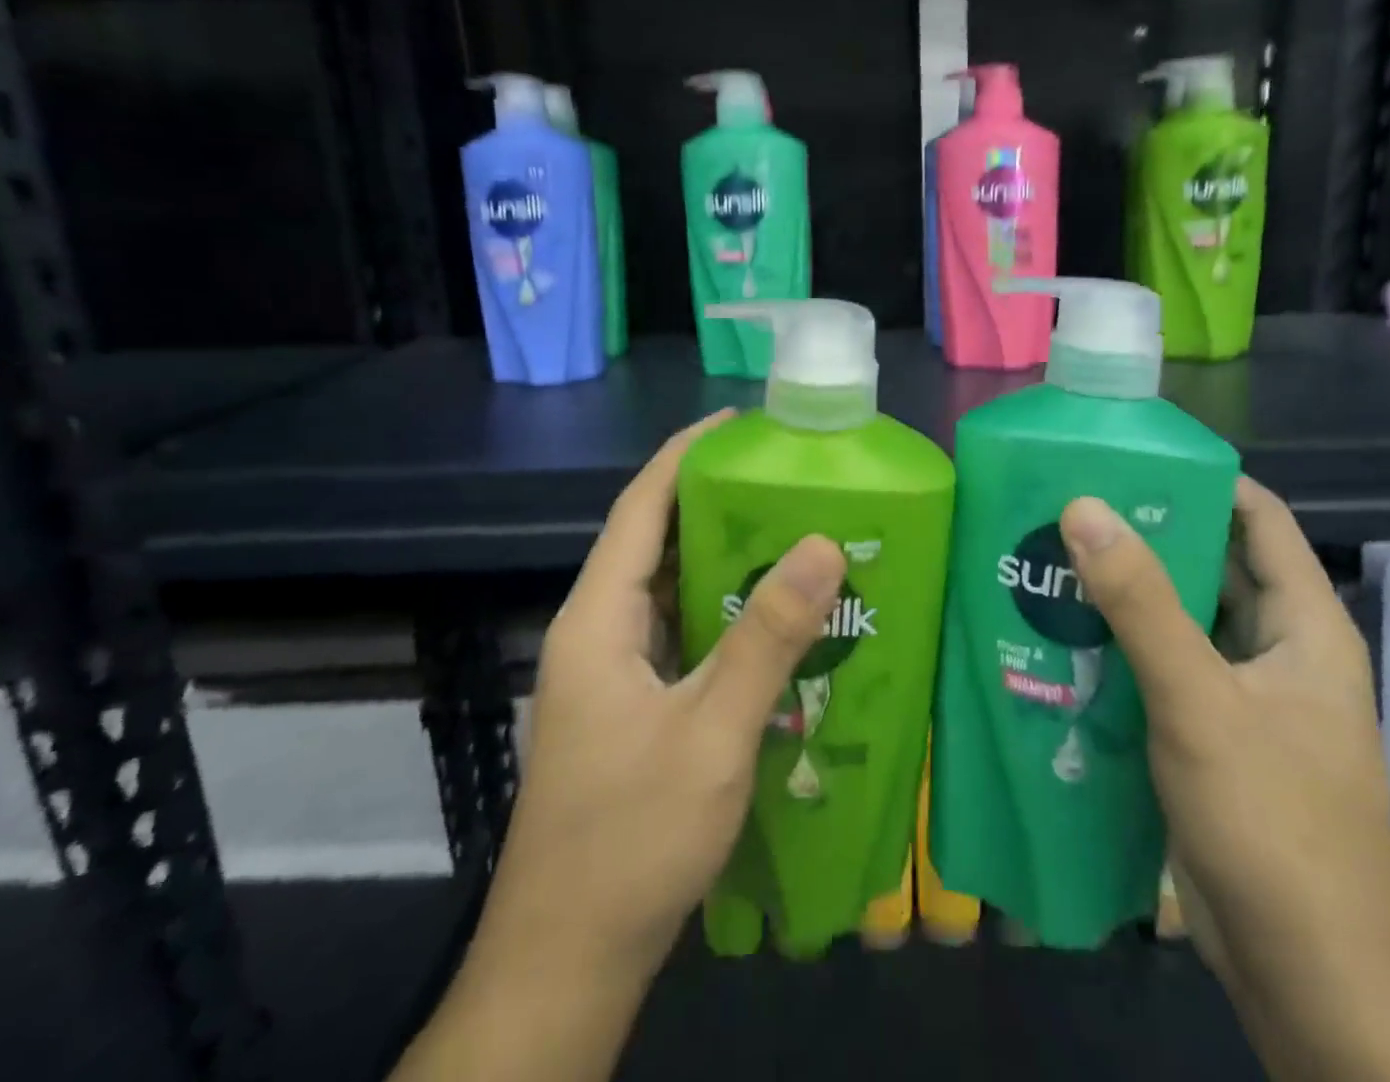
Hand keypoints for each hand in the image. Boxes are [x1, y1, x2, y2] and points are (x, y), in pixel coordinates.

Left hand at [400, 412, 846, 1081]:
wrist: (568, 964)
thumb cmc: (631, 840)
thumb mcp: (713, 732)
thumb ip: (768, 636)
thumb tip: (821, 543)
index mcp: (599, 620)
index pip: (641, 507)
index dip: (687, 455)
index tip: (742, 424)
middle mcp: (600, 633)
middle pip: (658, 542)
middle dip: (719, 502)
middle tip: (791, 480)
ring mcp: (615, 674)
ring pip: (673, 591)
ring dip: (728, 560)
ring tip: (797, 534)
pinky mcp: (635, 707)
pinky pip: (684, 634)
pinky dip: (727, 613)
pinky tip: (779, 620)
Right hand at [1061, 480, 1389, 1081]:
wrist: (1308, 980)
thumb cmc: (1271, 823)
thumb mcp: (1198, 701)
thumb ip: (1139, 603)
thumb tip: (1082, 505)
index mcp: (1303, 625)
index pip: (1258, 518)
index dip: (1202, 478)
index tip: (1129, 457)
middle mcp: (1277, 650)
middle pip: (1211, 565)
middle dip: (1145, 533)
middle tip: (1068, 505)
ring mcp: (1245, 698)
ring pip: (1182, 621)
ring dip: (1127, 594)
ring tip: (1052, 559)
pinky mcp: (1212, 738)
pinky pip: (1164, 670)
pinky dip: (1122, 648)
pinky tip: (1064, 638)